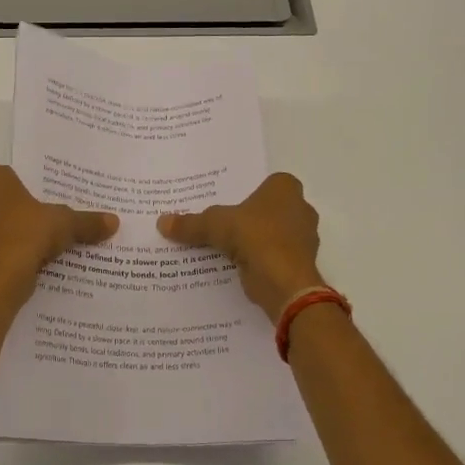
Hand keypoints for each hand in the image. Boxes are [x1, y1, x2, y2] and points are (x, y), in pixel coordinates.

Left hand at [0, 164, 117, 303]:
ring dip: (6, 235)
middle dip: (16, 212)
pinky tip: (19, 266)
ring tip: (34, 249)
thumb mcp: (64, 224)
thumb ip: (86, 221)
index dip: (28, 191)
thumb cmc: (26, 235)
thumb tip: (114, 221)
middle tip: (43, 225)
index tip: (45, 205)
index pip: (10, 176)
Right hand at [158, 172, 324, 323]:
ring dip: (254, 240)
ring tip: (224, 246)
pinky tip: (236, 266)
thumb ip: (190, 223)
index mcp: (285, 188)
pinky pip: (273, 256)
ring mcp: (303, 238)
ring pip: (272, 234)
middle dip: (249, 217)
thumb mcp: (214, 224)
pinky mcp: (299, 263)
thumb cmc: (255, 236)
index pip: (264, 183)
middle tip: (221, 223)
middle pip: (268, 209)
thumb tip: (161, 222)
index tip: (228, 201)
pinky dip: (259, 260)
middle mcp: (300, 209)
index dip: (247, 191)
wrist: (284, 281)